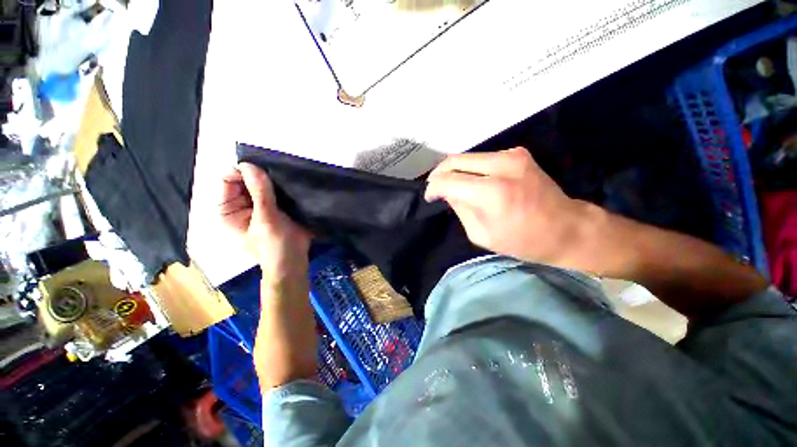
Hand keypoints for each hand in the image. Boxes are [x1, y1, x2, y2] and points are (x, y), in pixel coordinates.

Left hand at [219, 163, 311, 282]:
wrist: (295, 261)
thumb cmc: (275, 245)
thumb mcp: (266, 219)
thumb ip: (259, 192)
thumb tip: (249, 164)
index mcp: (228, 210)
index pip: (228, 181)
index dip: (242, 173)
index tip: (262, 171)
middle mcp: (240, 206)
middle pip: (245, 181)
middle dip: (260, 176)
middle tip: (277, 176)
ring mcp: (259, 207)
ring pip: (262, 185)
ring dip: (272, 181)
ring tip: (286, 181)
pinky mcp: (275, 208)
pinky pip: (275, 191)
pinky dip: (282, 187)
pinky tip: (290, 187)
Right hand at [425, 147, 586, 267]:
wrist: (566, 229)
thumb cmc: (522, 241)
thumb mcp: (481, 234)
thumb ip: (460, 209)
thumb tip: (447, 192)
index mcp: (491, 192)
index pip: (448, 180)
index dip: (433, 188)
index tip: (429, 197)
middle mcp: (501, 166)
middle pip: (454, 160)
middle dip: (438, 174)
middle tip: (434, 188)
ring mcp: (512, 155)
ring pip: (466, 156)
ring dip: (454, 170)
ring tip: (450, 185)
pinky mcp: (518, 153)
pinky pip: (481, 158)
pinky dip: (470, 168)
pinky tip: (470, 181)